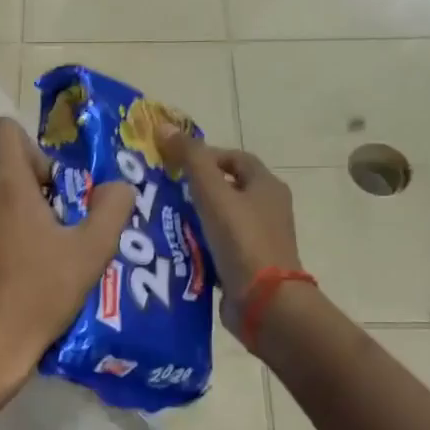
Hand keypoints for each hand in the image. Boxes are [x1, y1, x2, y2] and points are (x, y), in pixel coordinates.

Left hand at [0, 118, 133, 387]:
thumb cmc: (40, 295)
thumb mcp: (91, 253)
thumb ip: (112, 208)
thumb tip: (119, 185)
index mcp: (5, 184)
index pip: (5, 130)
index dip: (32, 149)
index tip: (49, 188)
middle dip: (19, 184)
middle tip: (44, 224)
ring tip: (19, 253)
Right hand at [160, 128, 302, 327]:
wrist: (265, 302)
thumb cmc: (242, 240)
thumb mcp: (213, 193)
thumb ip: (191, 159)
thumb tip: (164, 127)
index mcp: (267, 186)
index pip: (235, 158)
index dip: (206, 155)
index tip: (176, 165)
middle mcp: (268, 209)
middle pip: (227, 188)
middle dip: (195, 188)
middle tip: (163, 192)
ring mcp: (259, 240)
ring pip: (220, 219)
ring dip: (194, 218)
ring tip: (162, 220)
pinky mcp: (248, 266)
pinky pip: (219, 247)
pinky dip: (199, 245)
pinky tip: (175, 248)